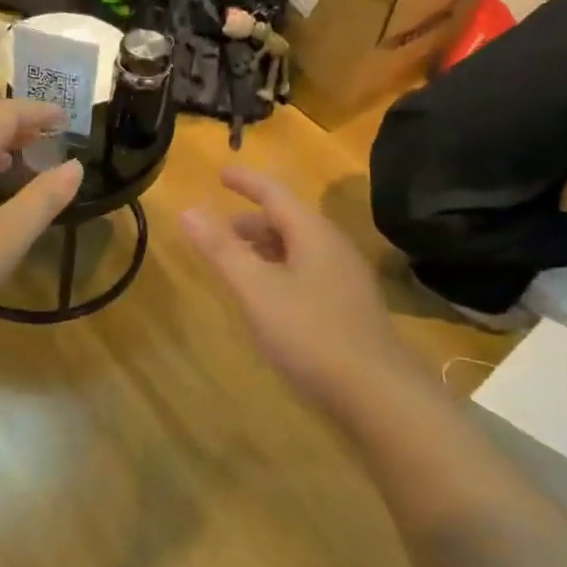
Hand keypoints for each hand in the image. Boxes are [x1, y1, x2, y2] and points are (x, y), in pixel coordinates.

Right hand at [181, 167, 408, 409]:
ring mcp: (345, 278)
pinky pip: (307, 272)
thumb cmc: (310, 333)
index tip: (221, 173)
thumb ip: (222, 250)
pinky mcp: (349, 307)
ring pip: (298, 249)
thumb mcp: (256, 290)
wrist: (377, 392)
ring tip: (236, 264)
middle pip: (288, 221)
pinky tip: (268, 297)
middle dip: (250, 222)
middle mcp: (333, 248)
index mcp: (313, 234)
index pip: (275, 193)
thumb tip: (188, 210)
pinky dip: (279, 271)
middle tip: (217, 232)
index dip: (246, 182)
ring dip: (265, 249)